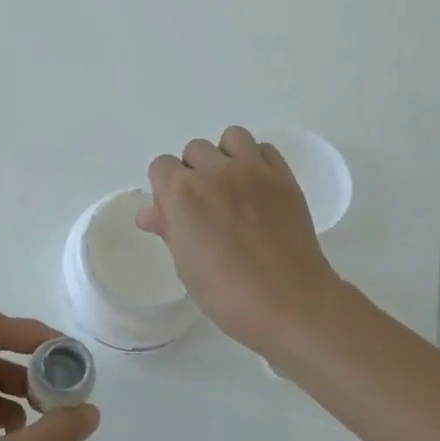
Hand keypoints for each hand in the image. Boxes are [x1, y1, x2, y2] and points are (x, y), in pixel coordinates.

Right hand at [136, 125, 345, 354]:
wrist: (290, 302)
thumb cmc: (227, 293)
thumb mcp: (186, 265)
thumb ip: (168, 229)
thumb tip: (149, 214)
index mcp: (183, 193)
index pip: (161, 167)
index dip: (164, 189)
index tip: (175, 213)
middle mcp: (216, 171)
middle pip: (194, 150)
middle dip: (193, 173)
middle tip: (205, 206)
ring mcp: (254, 170)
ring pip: (231, 138)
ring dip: (225, 156)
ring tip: (232, 187)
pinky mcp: (284, 177)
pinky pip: (264, 149)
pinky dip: (257, 161)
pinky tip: (258, 188)